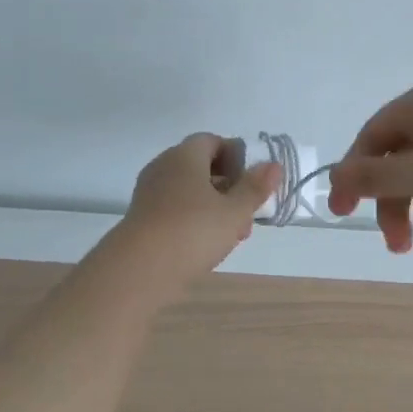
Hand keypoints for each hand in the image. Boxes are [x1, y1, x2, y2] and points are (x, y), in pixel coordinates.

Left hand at [116, 134, 281, 291]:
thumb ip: (255, 187)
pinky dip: (194, 220)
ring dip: (214, 207)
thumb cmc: (193, 231)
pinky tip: (208, 245)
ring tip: (233, 235)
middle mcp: (164, 167)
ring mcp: (150, 193)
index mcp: (185, 155)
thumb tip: (273, 165)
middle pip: (201, 167)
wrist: (139, 270)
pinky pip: (175, 209)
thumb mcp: (235, 211)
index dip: (236, 157)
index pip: (212, 141)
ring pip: (190, 191)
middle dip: (229, 187)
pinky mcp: (143, 218)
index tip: (252, 182)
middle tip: (247, 213)